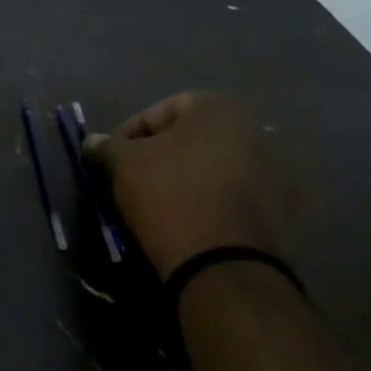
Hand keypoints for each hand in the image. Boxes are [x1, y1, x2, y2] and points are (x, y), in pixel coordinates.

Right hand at [84, 92, 287, 278]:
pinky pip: (229, 194)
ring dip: (182, 177)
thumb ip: (107, 146)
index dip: (128, 133)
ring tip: (155, 201)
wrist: (223, 261)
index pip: (159, 110)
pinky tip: (184, 218)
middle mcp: (252, 130)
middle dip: (157, 155)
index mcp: (217, 109)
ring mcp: (271, 170)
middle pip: (188, 137)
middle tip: (130, 178)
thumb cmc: (169, 194)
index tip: (111, 158)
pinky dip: (205, 200)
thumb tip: (94, 141)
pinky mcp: (277, 207)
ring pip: (209, 166)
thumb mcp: (123, 164)